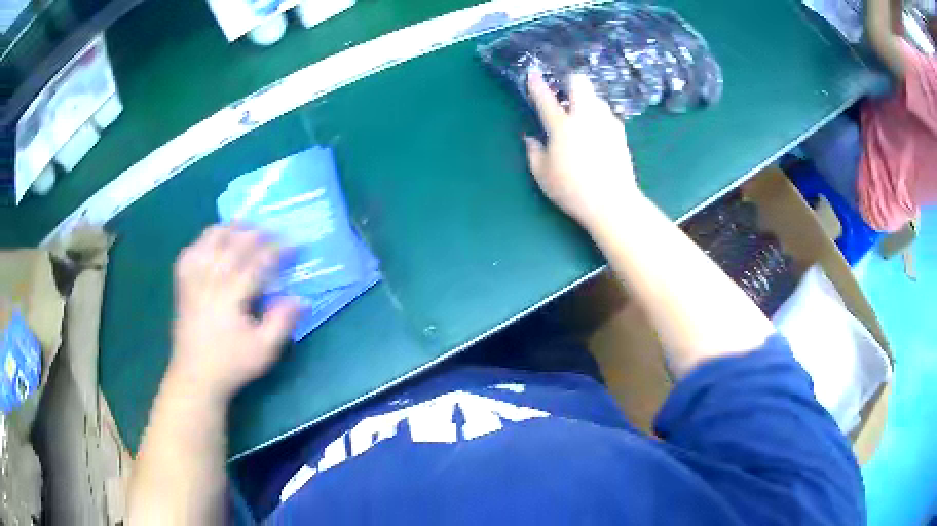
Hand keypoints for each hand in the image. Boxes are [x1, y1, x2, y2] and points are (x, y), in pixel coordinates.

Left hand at [168, 225, 298, 403]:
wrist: (195, 377)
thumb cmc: (231, 365)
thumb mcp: (263, 350)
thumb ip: (282, 322)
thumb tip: (302, 299)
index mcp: (231, 295)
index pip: (257, 262)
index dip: (277, 250)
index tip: (294, 243)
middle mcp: (210, 281)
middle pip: (232, 245)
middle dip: (255, 232)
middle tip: (272, 229)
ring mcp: (193, 282)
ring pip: (208, 244)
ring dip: (227, 230)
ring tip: (241, 224)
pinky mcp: (182, 287)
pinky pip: (188, 255)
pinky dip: (200, 243)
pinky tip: (208, 243)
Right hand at [524, 71, 641, 229]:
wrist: (612, 203)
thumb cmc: (572, 190)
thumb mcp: (543, 176)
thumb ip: (534, 152)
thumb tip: (531, 138)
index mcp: (562, 126)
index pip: (546, 98)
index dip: (537, 84)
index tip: (533, 74)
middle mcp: (586, 117)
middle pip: (580, 83)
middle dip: (570, 81)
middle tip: (564, 93)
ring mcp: (606, 122)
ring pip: (596, 97)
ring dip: (586, 100)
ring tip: (581, 116)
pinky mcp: (620, 133)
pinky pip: (607, 114)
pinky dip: (598, 116)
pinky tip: (596, 133)